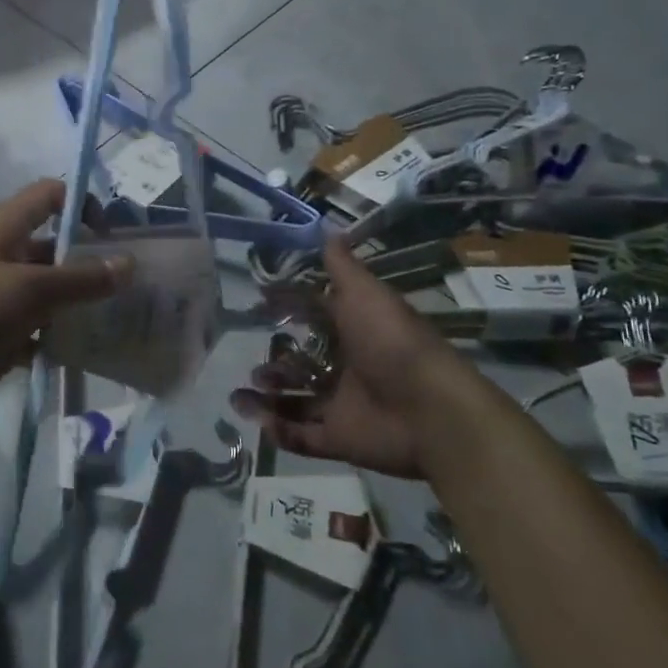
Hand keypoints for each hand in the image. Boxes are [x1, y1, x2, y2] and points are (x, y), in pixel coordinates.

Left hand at [0, 179, 130, 403]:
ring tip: (118, 317)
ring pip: (52, 292)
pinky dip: (62, 337)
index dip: (80, 204)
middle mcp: (8, 256)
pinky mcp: (5, 331)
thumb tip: (129, 263)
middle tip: (127, 284)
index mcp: (7, 230)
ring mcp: (5, 296)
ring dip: (80, 303)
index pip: (49, 196)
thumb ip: (81, 278)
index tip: (107, 233)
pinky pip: (43, 330)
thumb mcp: (31, 287)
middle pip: (57, 249)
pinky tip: (89, 348)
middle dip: (90, 262)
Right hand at [230, 236, 483, 478]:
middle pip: (305, 366)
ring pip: (298, 403)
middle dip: (276, 364)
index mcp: (358, 333)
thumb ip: (342, 267)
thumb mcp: (365, 295)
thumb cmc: (392, 343)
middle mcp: (350, 369)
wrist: (428, 409)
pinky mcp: (341, 440)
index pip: (317, 318)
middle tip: (251, 360)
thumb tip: (326, 227)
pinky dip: (279, 432)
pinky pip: (303, 437)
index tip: (259, 303)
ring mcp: (345, 407)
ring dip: (268, 398)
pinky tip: (256, 418)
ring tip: (239, 394)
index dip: (290, 310)